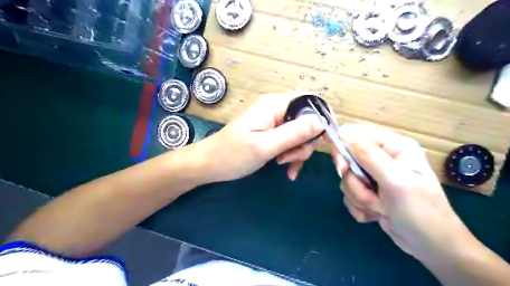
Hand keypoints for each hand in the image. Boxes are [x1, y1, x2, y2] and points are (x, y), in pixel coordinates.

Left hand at [198, 93, 321, 183]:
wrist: (209, 165)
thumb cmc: (232, 155)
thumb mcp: (265, 146)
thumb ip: (294, 133)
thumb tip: (322, 121)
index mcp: (274, 105)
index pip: (310, 100)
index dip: (323, 117)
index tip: (326, 140)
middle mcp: (276, 109)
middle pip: (307, 120)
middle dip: (305, 142)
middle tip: (291, 159)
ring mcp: (273, 122)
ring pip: (299, 134)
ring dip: (297, 152)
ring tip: (284, 165)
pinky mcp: (270, 133)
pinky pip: (289, 141)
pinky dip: (291, 155)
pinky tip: (286, 169)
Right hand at [333, 125, 471, 260]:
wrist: (430, 247)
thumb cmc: (420, 210)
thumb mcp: (395, 180)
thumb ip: (368, 155)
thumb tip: (343, 132)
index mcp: (392, 147)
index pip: (357, 135)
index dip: (343, 146)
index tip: (340, 166)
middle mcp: (381, 158)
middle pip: (347, 160)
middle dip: (356, 182)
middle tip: (367, 192)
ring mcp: (373, 176)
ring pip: (347, 180)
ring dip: (360, 197)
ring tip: (381, 208)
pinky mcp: (367, 192)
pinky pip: (349, 194)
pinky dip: (359, 207)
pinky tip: (377, 214)